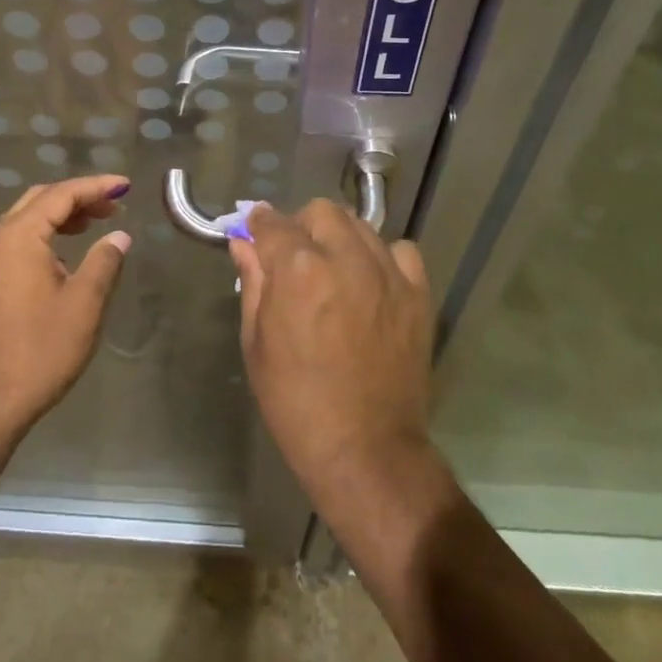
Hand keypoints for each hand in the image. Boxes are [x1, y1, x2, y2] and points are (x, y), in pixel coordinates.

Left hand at [0, 175, 131, 430]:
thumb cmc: (42, 347)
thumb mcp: (85, 302)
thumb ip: (104, 261)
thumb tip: (119, 236)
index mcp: (21, 236)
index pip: (61, 195)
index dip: (95, 186)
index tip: (125, 185)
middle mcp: (1, 240)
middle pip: (41, 199)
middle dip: (79, 195)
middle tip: (113, 204)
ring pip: (30, 218)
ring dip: (64, 213)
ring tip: (98, 221)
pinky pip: (23, 238)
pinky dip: (50, 232)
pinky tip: (71, 250)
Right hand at [228, 200, 434, 502]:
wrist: (364, 449)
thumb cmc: (295, 401)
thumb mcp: (257, 343)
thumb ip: (252, 283)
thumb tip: (243, 243)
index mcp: (298, 269)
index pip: (272, 223)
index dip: (258, 224)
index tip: (254, 231)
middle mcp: (345, 258)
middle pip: (321, 212)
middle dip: (301, 226)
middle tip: (294, 257)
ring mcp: (387, 274)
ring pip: (360, 226)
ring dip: (339, 238)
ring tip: (334, 269)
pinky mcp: (418, 294)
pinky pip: (401, 251)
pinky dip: (383, 258)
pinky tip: (372, 282)